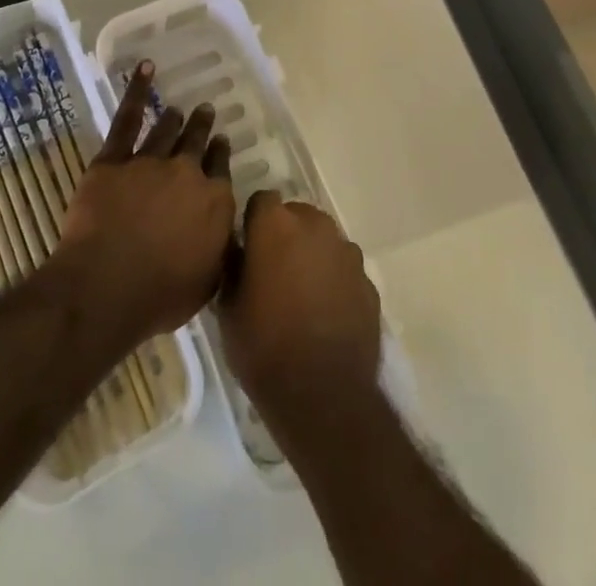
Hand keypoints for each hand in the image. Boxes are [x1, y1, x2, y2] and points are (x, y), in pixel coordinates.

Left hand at [55, 61, 234, 348]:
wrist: (106, 286)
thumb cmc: (160, 295)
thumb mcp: (207, 283)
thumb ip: (220, 250)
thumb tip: (229, 233)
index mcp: (214, 202)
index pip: (220, 170)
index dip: (220, 155)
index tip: (220, 142)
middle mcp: (187, 173)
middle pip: (197, 144)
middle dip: (202, 127)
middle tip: (205, 112)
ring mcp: (149, 162)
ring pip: (166, 131)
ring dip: (174, 119)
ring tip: (178, 109)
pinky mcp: (114, 160)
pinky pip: (128, 119)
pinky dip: (137, 92)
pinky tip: (145, 70)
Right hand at [219, 191, 380, 427]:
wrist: (323, 395)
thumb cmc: (264, 347)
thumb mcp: (227, 307)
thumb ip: (233, 265)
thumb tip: (238, 249)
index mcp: (276, 225)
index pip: (261, 200)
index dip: (253, 221)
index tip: (247, 247)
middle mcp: (316, 226)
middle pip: (296, 216)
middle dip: (285, 234)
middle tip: (272, 271)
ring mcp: (347, 252)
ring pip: (323, 241)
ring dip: (312, 255)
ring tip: (301, 294)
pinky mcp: (368, 281)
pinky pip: (344, 269)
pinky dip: (334, 281)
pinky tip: (325, 313)